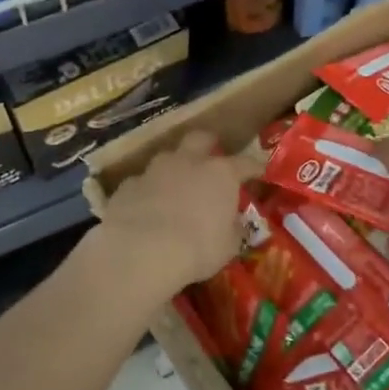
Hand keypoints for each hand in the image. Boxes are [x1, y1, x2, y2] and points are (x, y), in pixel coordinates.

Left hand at [90, 131, 256, 302]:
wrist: (140, 251)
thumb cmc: (197, 248)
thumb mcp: (228, 246)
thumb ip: (233, 230)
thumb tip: (236, 225)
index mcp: (220, 173)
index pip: (245, 163)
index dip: (254, 168)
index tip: (260, 173)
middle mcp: (188, 162)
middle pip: (201, 138)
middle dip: (208, 145)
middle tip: (211, 160)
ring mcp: (155, 170)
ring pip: (167, 157)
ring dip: (174, 168)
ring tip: (176, 187)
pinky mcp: (128, 185)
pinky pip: (142, 182)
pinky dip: (148, 191)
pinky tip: (147, 208)